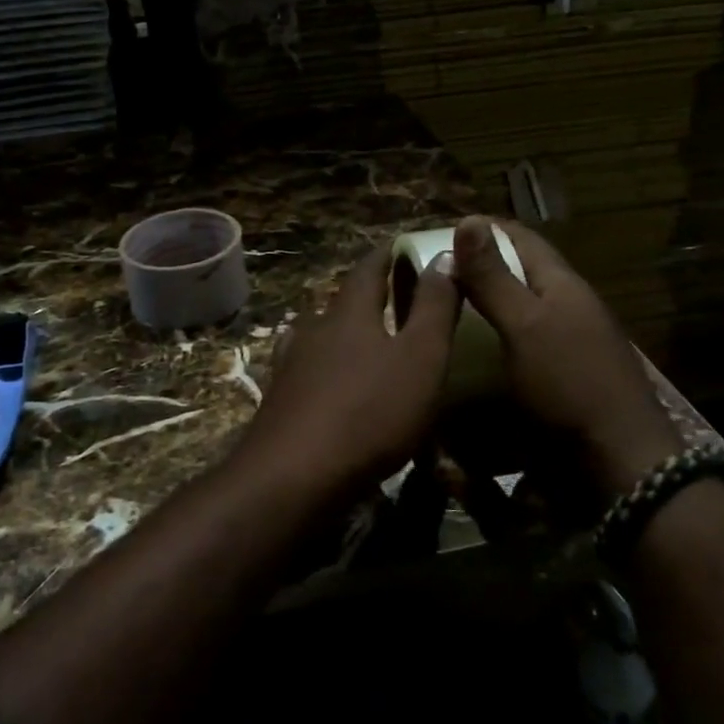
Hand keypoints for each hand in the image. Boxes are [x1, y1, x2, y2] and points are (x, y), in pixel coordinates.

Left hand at [235, 245, 460, 495]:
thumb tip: (442, 256)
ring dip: (346, 332)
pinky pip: (311, 370)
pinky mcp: (280, 400)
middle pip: (343, 301)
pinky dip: (330, 367)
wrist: (294, 476)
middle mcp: (314, 329)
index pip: (368, 268)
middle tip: (397, 296)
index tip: (405, 247)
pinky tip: (336, 384)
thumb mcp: (420, 357)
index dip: (388, 255)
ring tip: (371, 340)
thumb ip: (434, 307)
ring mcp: (291, 365)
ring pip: (323, 336)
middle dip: (369, 295)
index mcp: (349, 313)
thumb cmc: (369, 412)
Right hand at [450, 216, 681, 488]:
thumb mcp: (525, 325)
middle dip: (477, 270)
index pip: (520, 237)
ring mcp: (566, 344)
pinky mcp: (560, 378)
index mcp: (562, 284)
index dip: (482, 229)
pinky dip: (491, 344)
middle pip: (518, 274)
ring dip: (482, 309)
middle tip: (428, 279)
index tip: (437, 233)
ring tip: (440, 315)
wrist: (618, 460)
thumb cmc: (569, 384)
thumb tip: (468, 220)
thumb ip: (494, 278)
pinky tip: (466, 356)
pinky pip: (517, 348)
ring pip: (517, 312)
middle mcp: (567, 307)